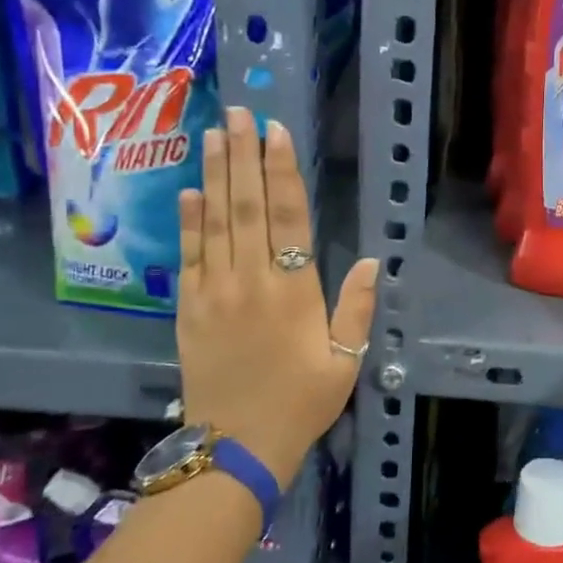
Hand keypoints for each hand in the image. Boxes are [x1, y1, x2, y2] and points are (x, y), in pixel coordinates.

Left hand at [176, 106, 378, 485]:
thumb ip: (357, 308)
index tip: (276, 132)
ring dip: (214, 174)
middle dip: (242, 155)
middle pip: (246, 206)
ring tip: (215, 134)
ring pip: (215, 221)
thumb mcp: (344, 362)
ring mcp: (214, 292)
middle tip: (238, 112)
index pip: (289, 217)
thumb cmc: (300, 404)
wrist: (235, 450)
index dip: (282, 171)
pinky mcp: (188, 309)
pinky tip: (188, 190)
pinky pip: (189, 255)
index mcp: (294, 290)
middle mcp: (251, 280)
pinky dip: (189, 220)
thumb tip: (373, 258)